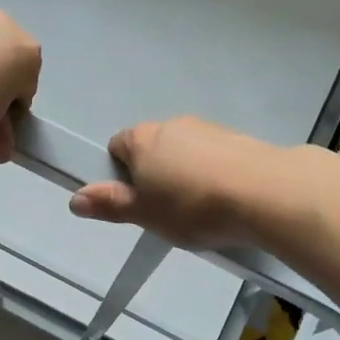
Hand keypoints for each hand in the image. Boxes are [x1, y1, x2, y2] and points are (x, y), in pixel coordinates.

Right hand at [68, 117, 280, 247]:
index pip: (116, 146)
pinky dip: (212, 173)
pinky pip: (212, 156)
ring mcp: (207, 128)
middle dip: (154, 175)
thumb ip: (110, 205)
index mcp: (142, 139)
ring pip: (183, 152)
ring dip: (185, 174)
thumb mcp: (144, 214)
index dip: (120, 174)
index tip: (135, 201)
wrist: (265, 193)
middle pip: (151, 148)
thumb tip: (74, 199)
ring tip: (200, 210)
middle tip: (164, 211)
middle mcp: (171, 124)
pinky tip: (225, 200)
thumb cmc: (193, 206)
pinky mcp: (237, 138)